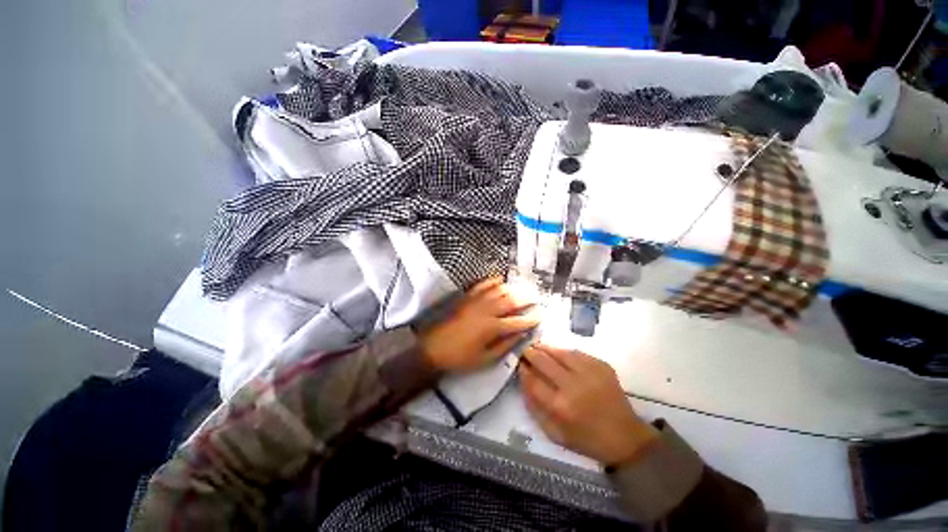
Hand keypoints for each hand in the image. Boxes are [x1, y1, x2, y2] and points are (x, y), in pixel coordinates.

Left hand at [419, 277, 539, 371]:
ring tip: (522, 289)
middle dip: (526, 298)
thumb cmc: (460, 358)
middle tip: (536, 298)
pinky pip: (482, 285)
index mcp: (491, 328)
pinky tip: (500, 280)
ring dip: (512, 288)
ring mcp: (476, 301)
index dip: (531, 318)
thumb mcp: (485, 359)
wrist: (433, 348)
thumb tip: (521, 335)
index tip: (541, 315)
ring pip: (498, 290)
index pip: (517, 321)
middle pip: (511, 301)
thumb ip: (505, 346)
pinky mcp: (467, 298)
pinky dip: (492, 280)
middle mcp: (486, 311)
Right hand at [519, 344, 657, 466]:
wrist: (626, 437)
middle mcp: (572, 385)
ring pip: (559, 352)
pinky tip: (559, 354)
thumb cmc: (587, 439)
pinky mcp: (601, 366)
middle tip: (525, 350)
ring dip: (545, 348)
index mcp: (559, 406)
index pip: (532, 380)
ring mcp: (588, 372)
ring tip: (538, 347)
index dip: (523, 369)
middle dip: (530, 353)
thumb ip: (535, 408)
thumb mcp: (555, 433)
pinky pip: (576, 353)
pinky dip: (564, 352)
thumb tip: (523, 382)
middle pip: (543, 361)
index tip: (519, 364)